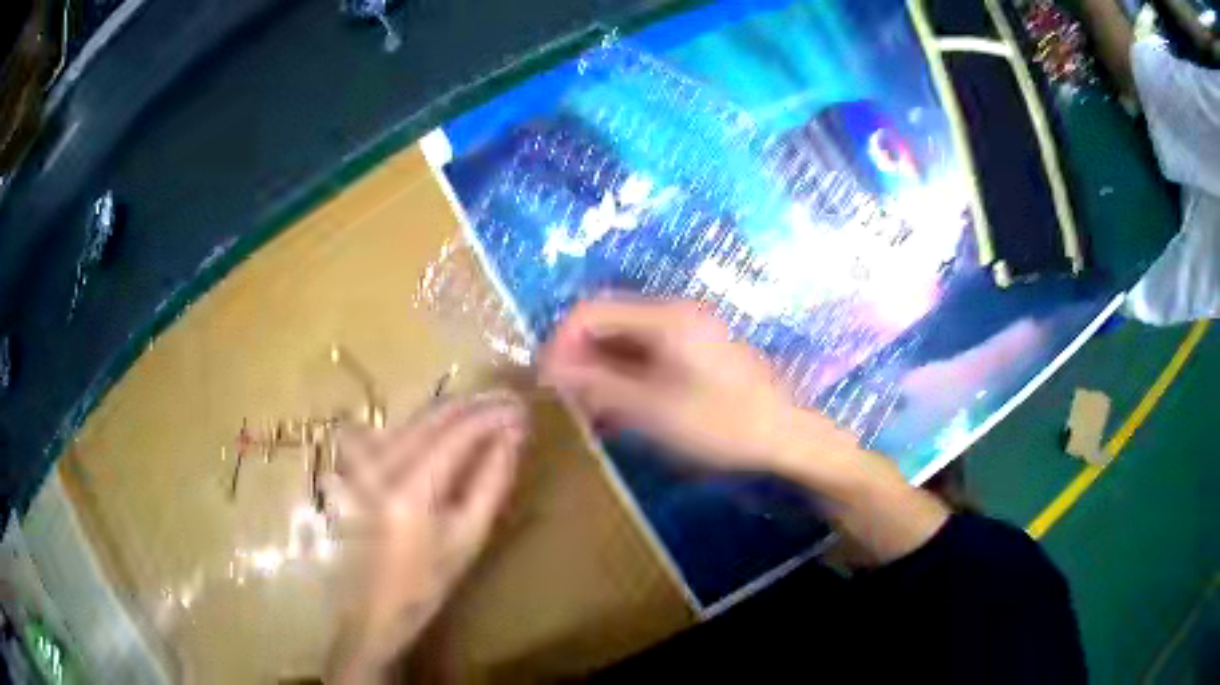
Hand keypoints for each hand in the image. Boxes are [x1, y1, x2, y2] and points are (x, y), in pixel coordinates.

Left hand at [326, 392, 526, 683]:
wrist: (373, 604)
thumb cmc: (427, 582)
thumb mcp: (469, 537)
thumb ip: (492, 481)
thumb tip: (512, 436)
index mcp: (410, 491)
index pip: (456, 433)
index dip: (490, 415)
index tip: (520, 409)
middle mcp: (380, 466)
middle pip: (431, 417)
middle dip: (473, 406)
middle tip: (508, 403)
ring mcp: (361, 462)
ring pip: (412, 418)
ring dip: (451, 412)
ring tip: (484, 413)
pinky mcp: (354, 465)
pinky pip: (394, 429)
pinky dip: (424, 424)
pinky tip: (442, 429)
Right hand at [542, 298, 947, 565]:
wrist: (789, 441)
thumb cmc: (724, 424)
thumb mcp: (653, 410)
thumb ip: (599, 386)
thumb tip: (551, 370)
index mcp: (666, 316)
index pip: (591, 310)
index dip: (561, 342)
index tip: (544, 381)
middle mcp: (676, 315)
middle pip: (609, 324)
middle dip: (579, 360)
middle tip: (564, 401)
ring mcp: (690, 336)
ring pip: (627, 345)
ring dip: (601, 374)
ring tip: (587, 414)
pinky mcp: (698, 357)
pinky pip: (648, 360)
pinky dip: (626, 382)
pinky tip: (618, 415)